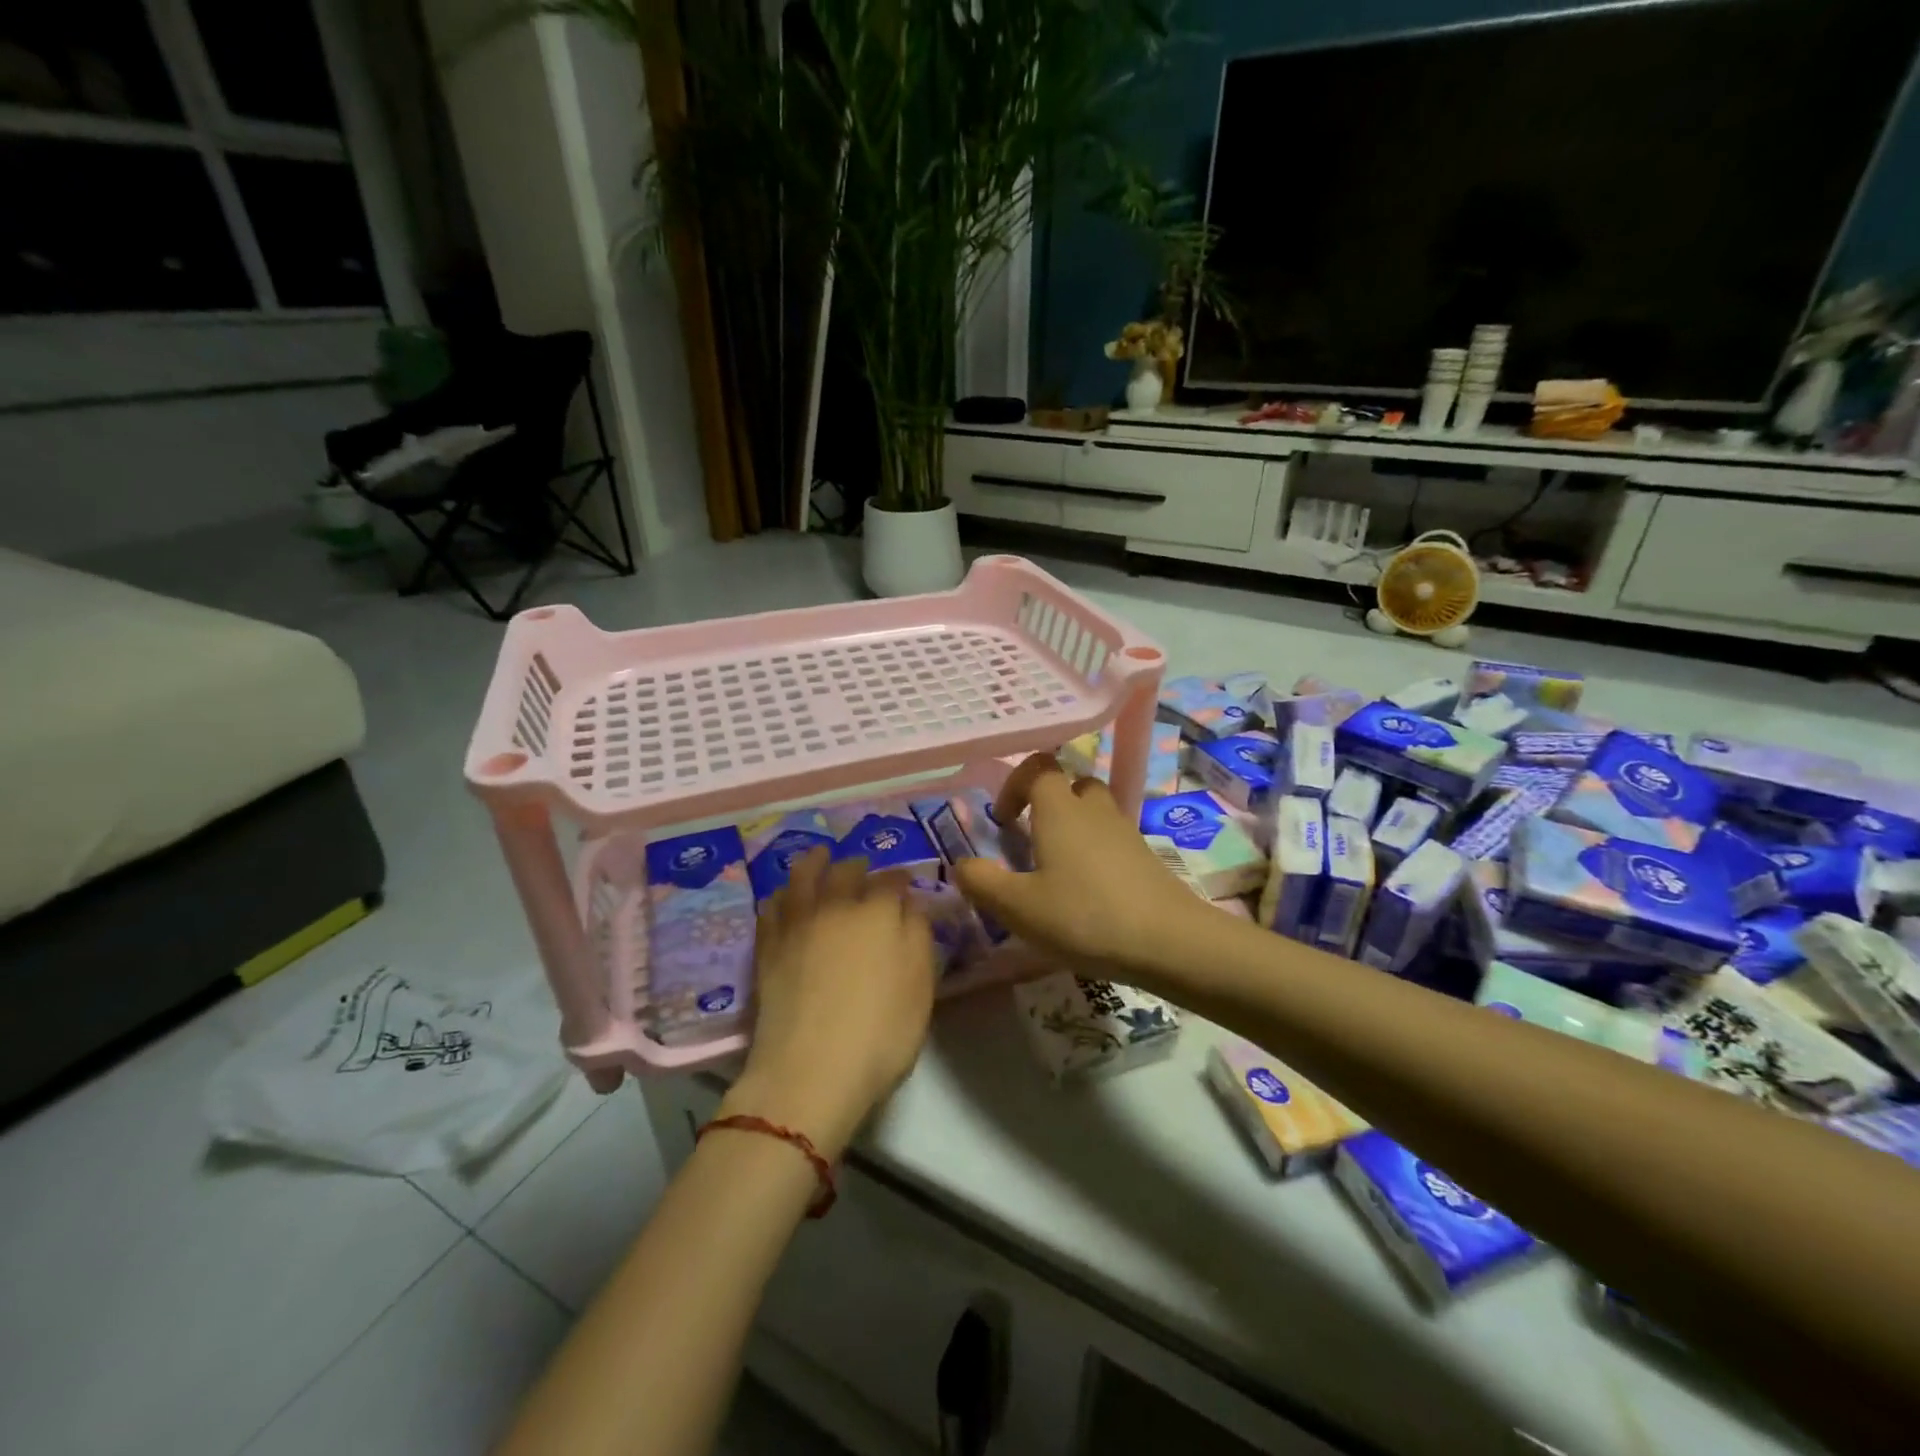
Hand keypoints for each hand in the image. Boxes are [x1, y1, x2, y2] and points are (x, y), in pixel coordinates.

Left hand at [722, 847, 936, 1159]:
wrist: (810, 1072)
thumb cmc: (880, 1032)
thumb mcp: (921, 986)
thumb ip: (918, 935)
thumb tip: (910, 904)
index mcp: (878, 911)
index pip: (892, 880)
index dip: (901, 879)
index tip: (906, 884)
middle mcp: (836, 905)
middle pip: (847, 871)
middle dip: (860, 867)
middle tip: (865, 872)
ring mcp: (797, 923)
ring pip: (803, 876)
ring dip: (815, 862)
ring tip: (820, 857)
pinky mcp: (768, 946)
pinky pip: (772, 906)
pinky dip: (782, 894)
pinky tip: (785, 897)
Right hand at [949, 753, 1214, 981]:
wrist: (1169, 941)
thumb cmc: (1084, 916)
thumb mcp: (1018, 908)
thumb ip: (982, 882)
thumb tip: (961, 864)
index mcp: (1060, 809)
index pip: (1038, 766)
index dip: (1015, 784)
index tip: (1004, 821)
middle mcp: (1094, 809)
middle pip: (1071, 783)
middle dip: (1046, 804)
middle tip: (1031, 841)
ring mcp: (1125, 830)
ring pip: (1094, 811)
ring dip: (1072, 827)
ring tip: (1056, 868)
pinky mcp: (1145, 855)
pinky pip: (1112, 837)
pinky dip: (1094, 851)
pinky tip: (1087, 891)